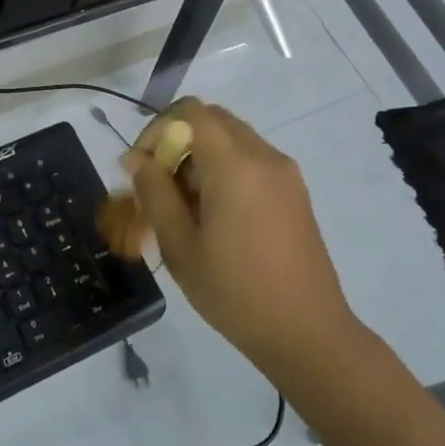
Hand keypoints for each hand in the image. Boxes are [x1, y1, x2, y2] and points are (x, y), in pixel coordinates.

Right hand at [124, 99, 361, 378]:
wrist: (306, 332)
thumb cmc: (234, 292)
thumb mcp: (180, 246)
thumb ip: (155, 193)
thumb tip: (137, 159)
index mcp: (236, 166)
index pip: (190, 113)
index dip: (156, 130)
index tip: (139, 168)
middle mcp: (265, 157)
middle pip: (212, 120)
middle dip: (176, 141)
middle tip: (156, 184)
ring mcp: (285, 173)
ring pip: (231, 140)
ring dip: (198, 156)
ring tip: (180, 205)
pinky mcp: (294, 192)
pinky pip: (250, 161)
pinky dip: (222, 170)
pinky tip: (211, 214)